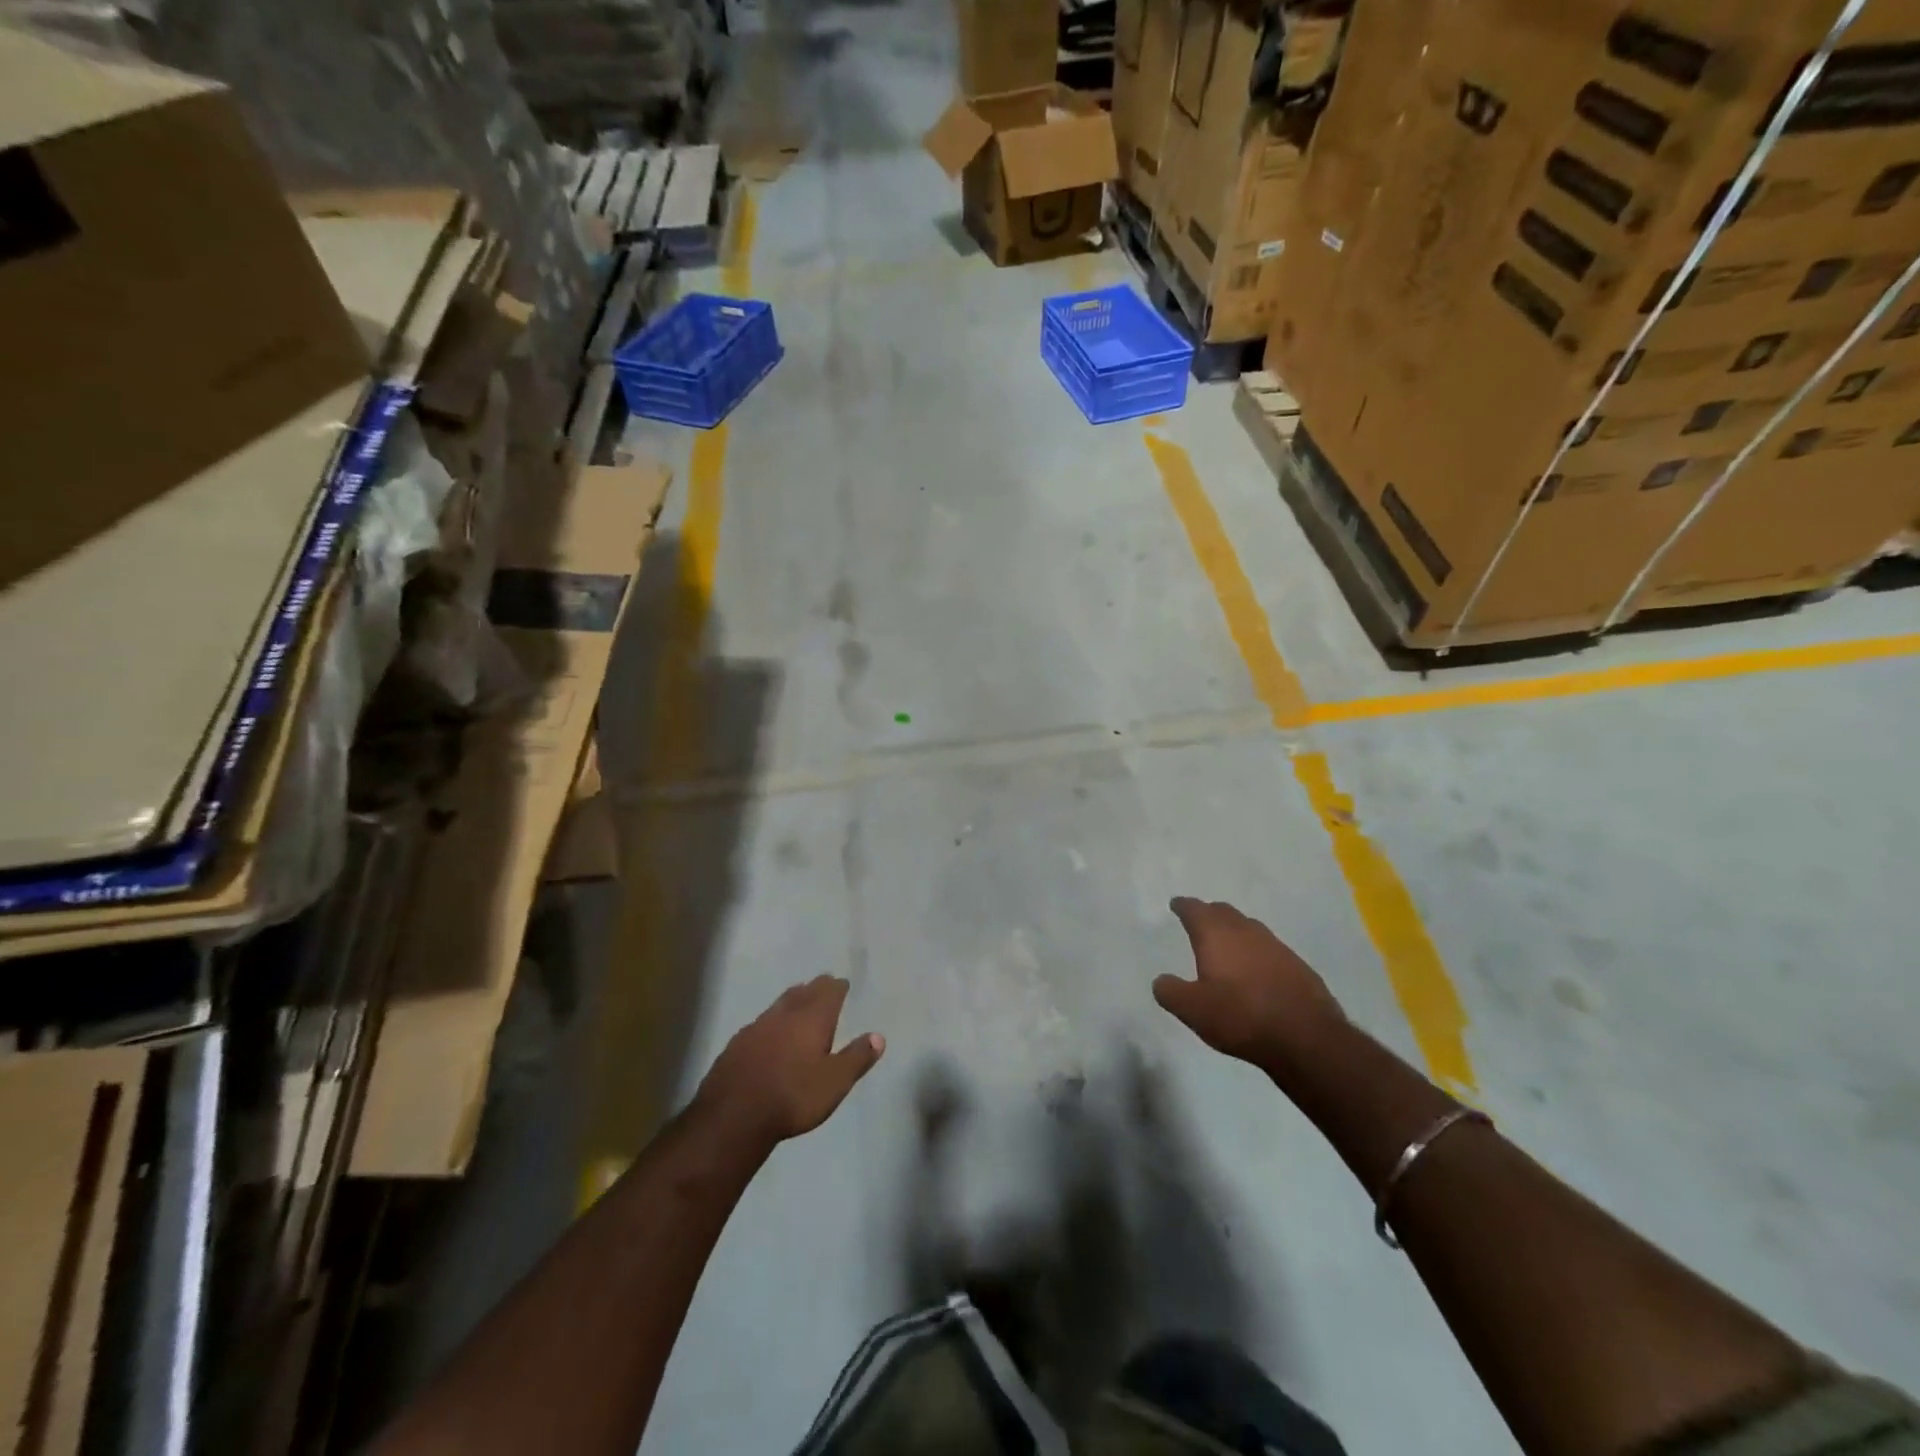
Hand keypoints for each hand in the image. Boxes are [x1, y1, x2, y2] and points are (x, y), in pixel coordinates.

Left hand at [692, 976, 884, 1149]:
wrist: (734, 1116)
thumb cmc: (793, 1097)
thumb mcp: (835, 1082)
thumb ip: (857, 1057)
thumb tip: (878, 1036)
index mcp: (812, 1019)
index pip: (829, 992)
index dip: (838, 987)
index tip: (842, 984)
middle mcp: (785, 1014)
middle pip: (803, 992)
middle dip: (816, 987)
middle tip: (823, 985)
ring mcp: (757, 1026)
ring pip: (780, 1004)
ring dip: (792, 999)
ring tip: (799, 1000)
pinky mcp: (737, 1043)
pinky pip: (760, 1023)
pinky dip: (771, 1021)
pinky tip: (769, 1033)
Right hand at [1154, 897, 1345, 1070]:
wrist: (1307, 1037)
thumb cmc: (1241, 1017)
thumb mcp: (1193, 1010)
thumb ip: (1170, 992)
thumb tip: (1161, 980)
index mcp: (1216, 935)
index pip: (1195, 910)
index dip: (1183, 906)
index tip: (1176, 904)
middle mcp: (1246, 932)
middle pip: (1224, 912)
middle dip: (1209, 913)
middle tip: (1199, 920)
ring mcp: (1275, 946)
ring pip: (1248, 927)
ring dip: (1234, 930)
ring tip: (1226, 943)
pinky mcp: (1297, 965)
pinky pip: (1269, 948)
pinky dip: (1256, 951)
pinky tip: (1256, 969)